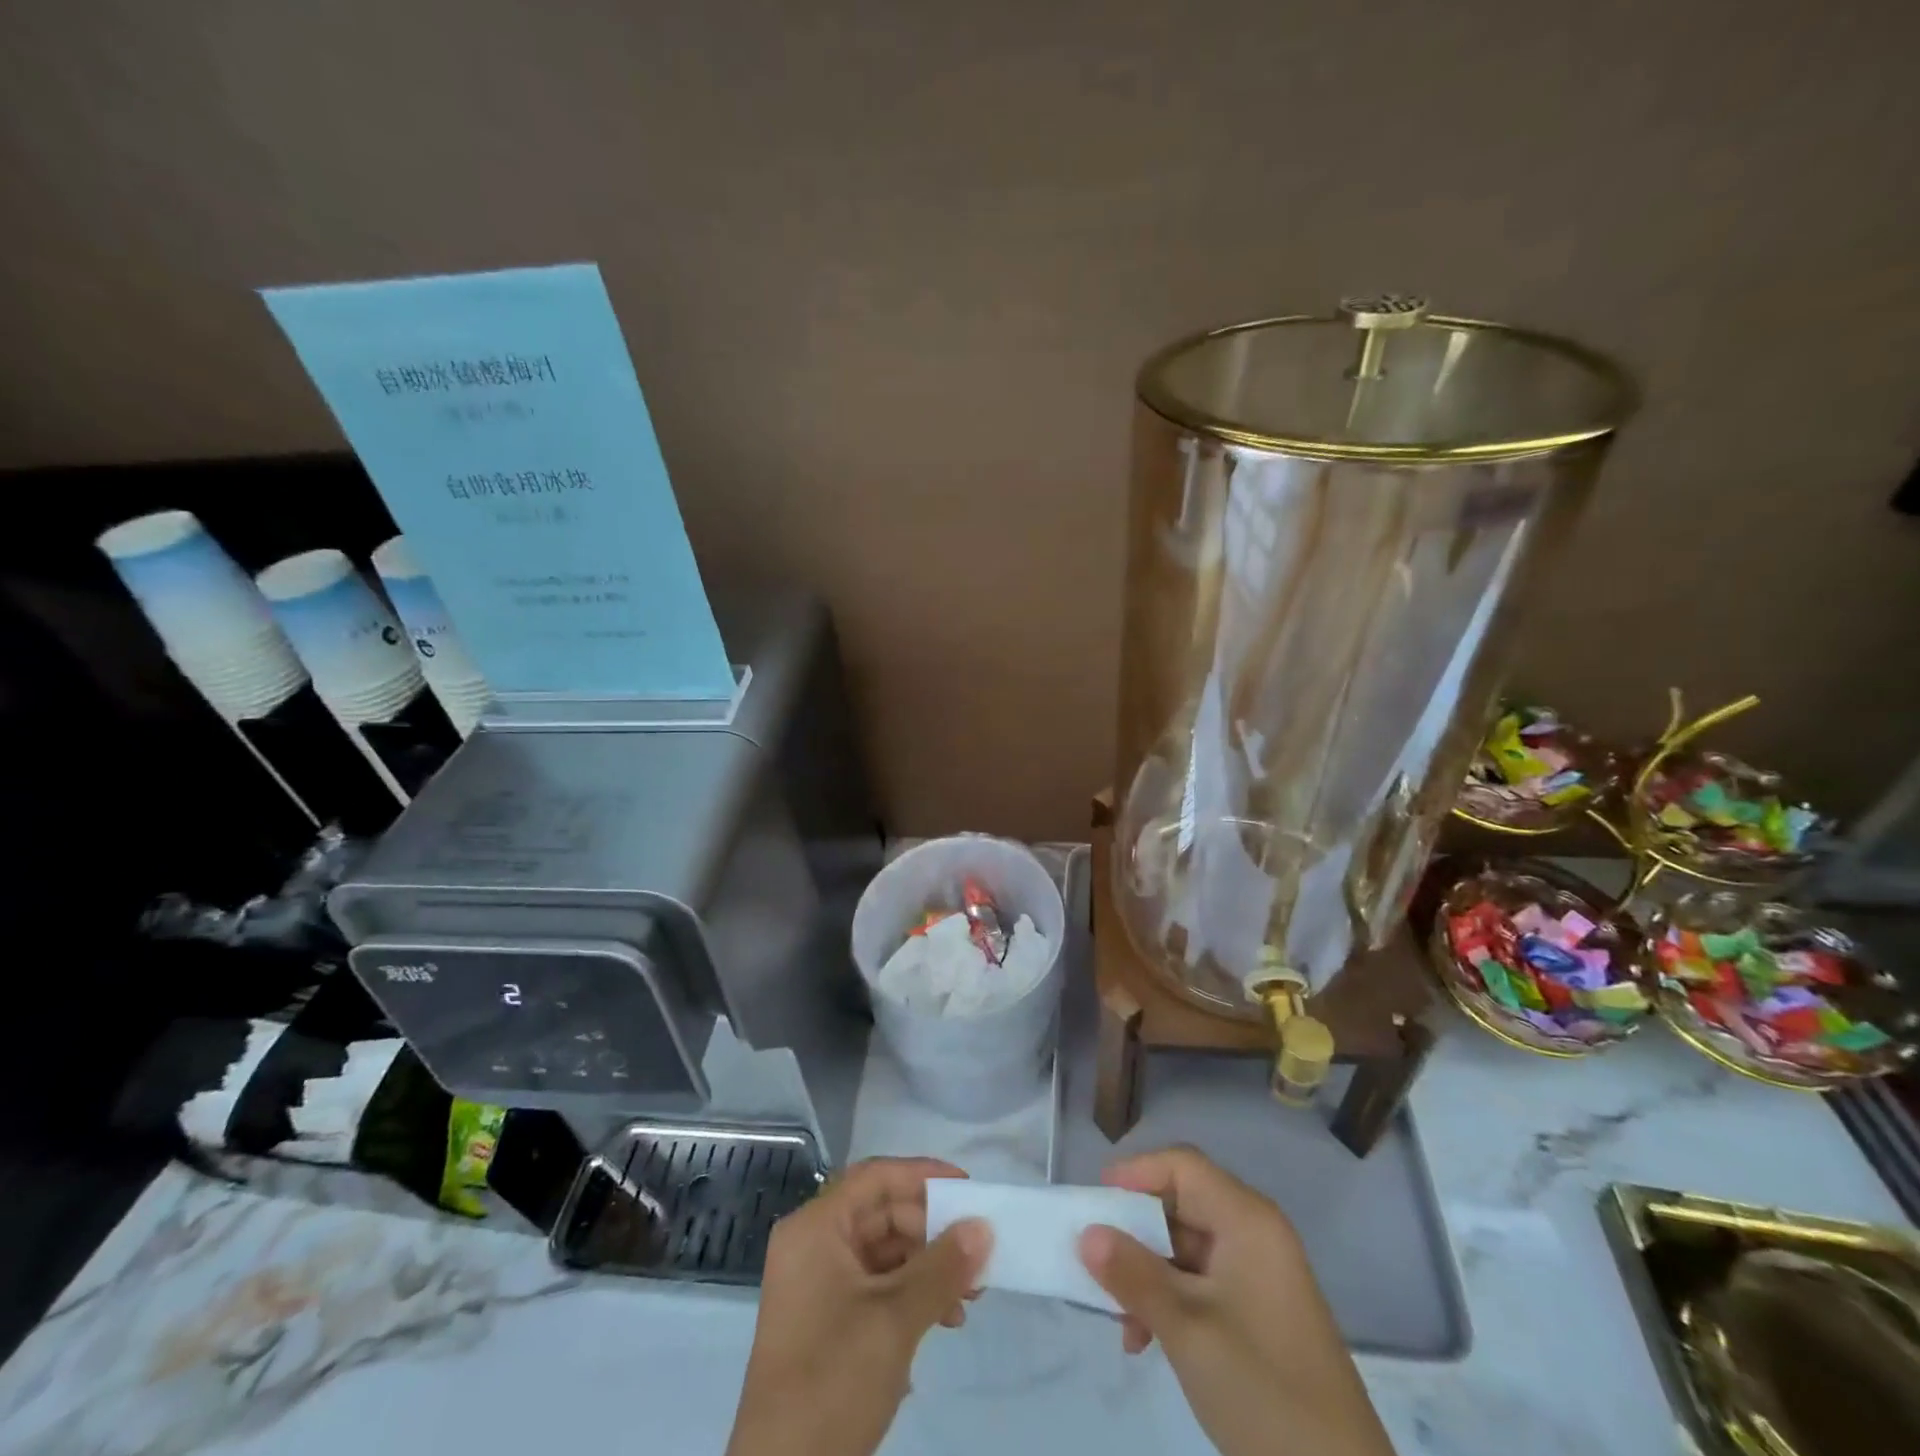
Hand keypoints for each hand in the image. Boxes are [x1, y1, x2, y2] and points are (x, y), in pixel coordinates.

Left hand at [726, 1157, 990, 1455]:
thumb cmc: (833, 1380)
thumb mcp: (895, 1320)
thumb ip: (942, 1267)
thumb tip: (984, 1226)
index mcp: (816, 1228)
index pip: (875, 1177)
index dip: (923, 1175)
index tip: (968, 1189)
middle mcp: (813, 1244)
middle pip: (882, 1213)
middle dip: (932, 1231)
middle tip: (977, 1254)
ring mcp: (818, 1283)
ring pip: (884, 1250)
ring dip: (928, 1267)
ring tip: (969, 1297)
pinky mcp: (827, 1319)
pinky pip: (877, 1284)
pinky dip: (911, 1294)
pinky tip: (943, 1320)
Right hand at [1078, 1146, 1393, 1455]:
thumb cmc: (1262, 1390)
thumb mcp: (1186, 1329)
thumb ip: (1132, 1274)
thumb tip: (1086, 1233)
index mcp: (1248, 1221)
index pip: (1183, 1167)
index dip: (1136, 1173)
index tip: (1094, 1202)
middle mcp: (1255, 1235)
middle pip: (1182, 1205)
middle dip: (1135, 1233)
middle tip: (1095, 1262)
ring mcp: (1259, 1276)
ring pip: (1186, 1248)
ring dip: (1147, 1275)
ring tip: (1120, 1320)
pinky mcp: (1258, 1314)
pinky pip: (1201, 1283)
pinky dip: (1169, 1300)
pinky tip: (1145, 1340)